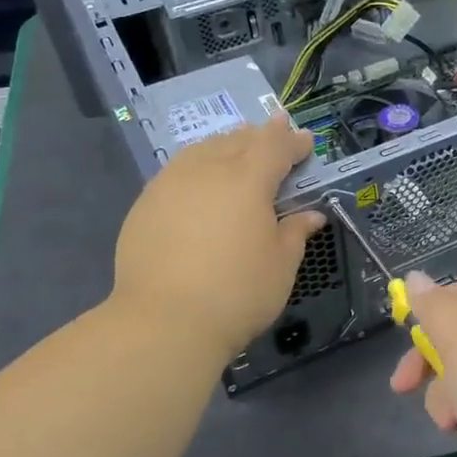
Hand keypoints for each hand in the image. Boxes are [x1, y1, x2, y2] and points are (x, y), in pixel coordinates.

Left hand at [112, 116, 323, 363]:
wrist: (165, 321)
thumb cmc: (237, 292)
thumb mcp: (281, 265)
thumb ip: (295, 232)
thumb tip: (311, 215)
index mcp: (248, 180)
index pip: (275, 147)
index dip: (292, 141)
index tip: (306, 140)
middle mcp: (208, 170)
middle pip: (238, 141)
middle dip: (260, 136)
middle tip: (275, 134)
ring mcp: (170, 184)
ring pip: (203, 150)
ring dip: (225, 145)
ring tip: (236, 148)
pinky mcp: (145, 204)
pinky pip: (178, 170)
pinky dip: (197, 165)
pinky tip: (199, 180)